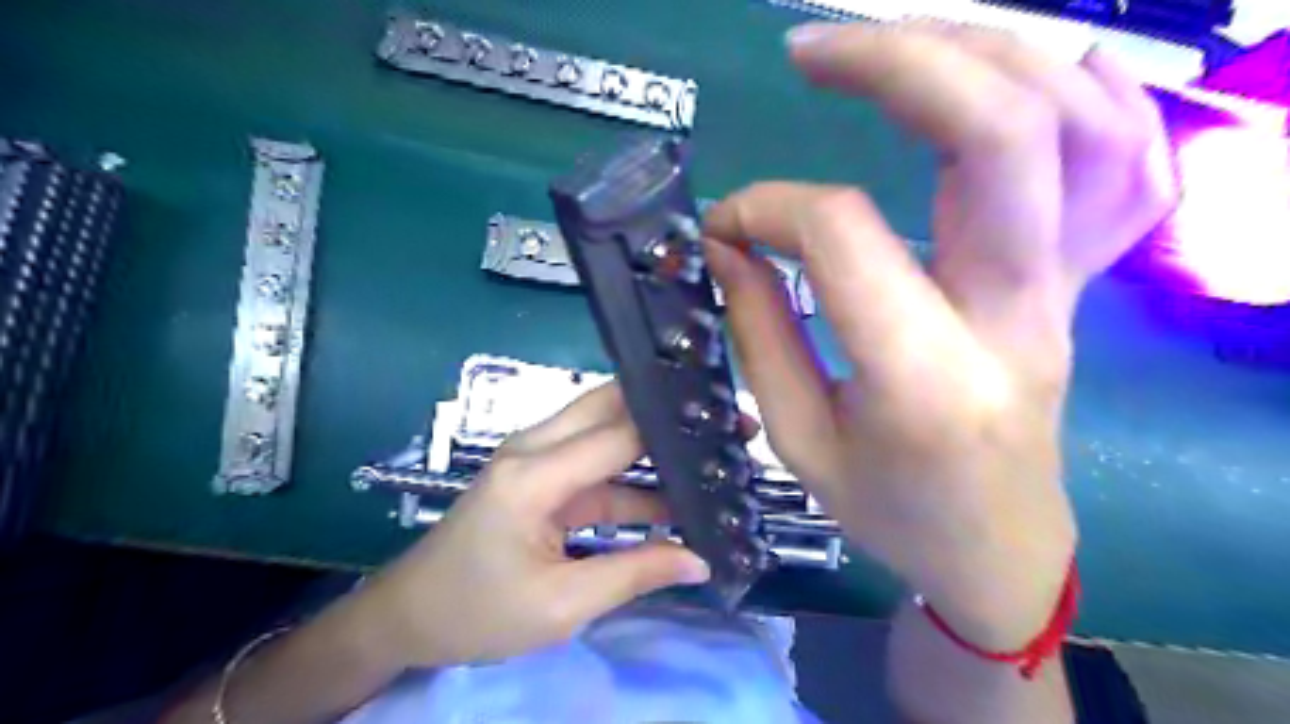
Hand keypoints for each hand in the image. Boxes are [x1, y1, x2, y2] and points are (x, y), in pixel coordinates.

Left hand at [357, 384, 710, 668]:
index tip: (728, 428)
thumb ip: (633, 574)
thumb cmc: (477, 612)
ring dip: (655, 443)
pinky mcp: (541, 473)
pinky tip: (673, 496)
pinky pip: (597, 462)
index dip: (674, 429)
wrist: (411, 614)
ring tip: (711, 458)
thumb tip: (700, 560)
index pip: (619, 435)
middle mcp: (534, 447)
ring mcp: (536, 456)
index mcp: (534, 475)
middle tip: (725, 426)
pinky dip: (634, 476)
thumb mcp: (560, 606)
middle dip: (667, 413)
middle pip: (611, 406)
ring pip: (607, 428)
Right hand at [704, 23, 1177, 646]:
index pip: (841, 235)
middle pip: (996, 134)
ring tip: (897, 41)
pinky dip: (1076, 90)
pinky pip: (1120, 160)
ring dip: (985, 51)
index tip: (724, 228)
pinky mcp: (1078, 282)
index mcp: (924, 376)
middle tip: (812, 49)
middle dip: (897, 62)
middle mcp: (1013, 316)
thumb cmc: (892, 511)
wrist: (999, 549)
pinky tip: (1005, 72)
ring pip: (1074, 121)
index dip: (766, 210)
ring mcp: (1064, 291)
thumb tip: (729, 243)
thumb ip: (759, 330)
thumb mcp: (798, 440)